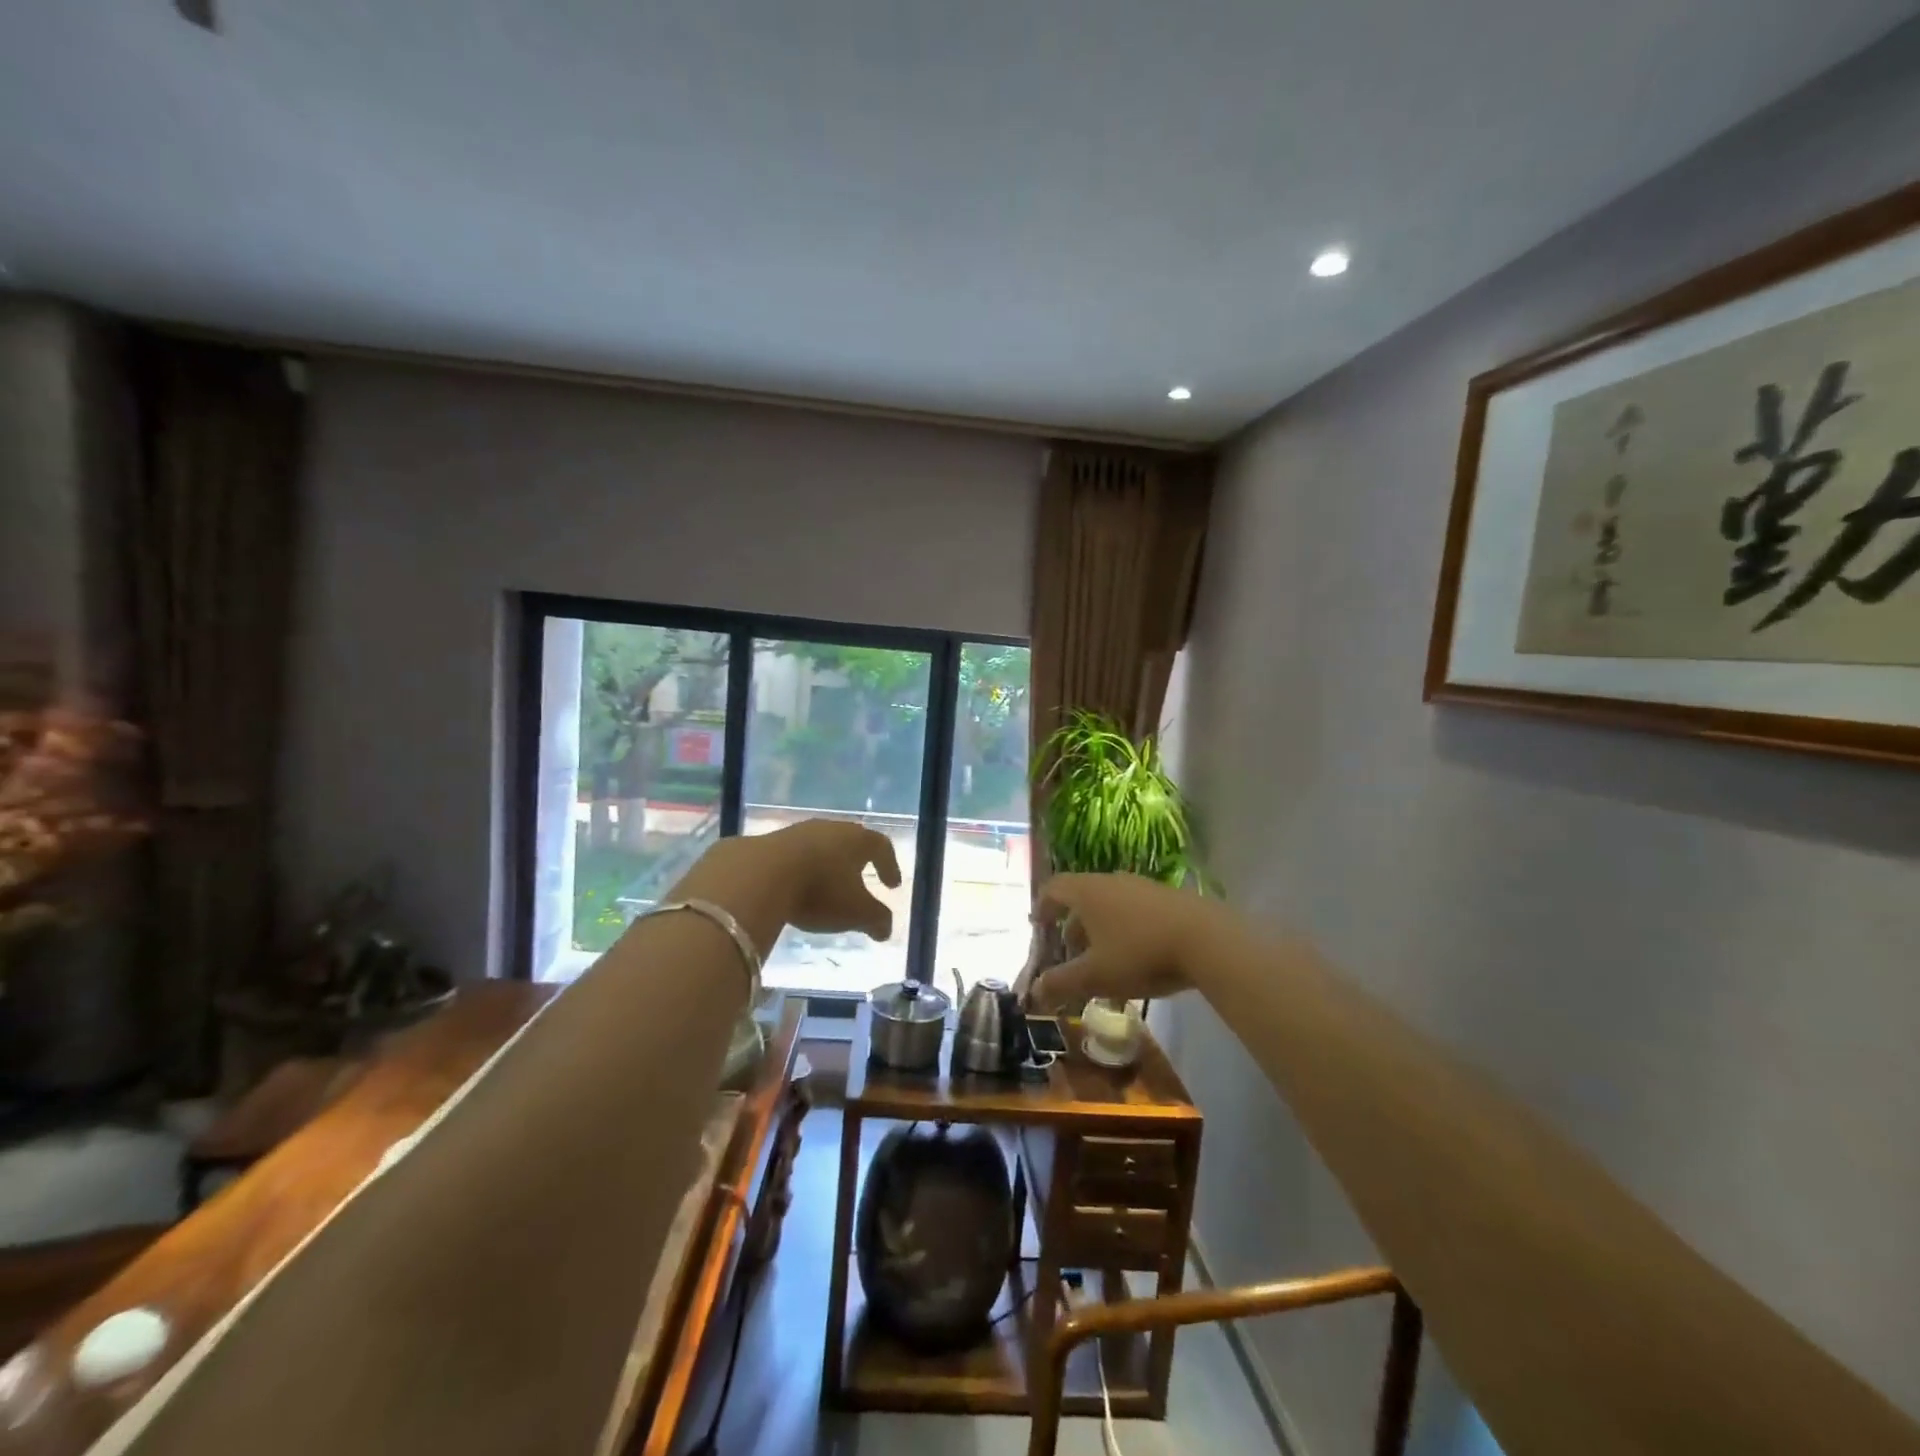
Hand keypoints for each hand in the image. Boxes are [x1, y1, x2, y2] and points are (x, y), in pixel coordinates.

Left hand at [672, 821, 902, 949]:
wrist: (759, 874)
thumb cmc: (820, 891)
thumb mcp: (856, 913)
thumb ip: (876, 920)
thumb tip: (886, 930)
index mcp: (858, 840)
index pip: (882, 846)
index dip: (890, 865)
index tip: (892, 885)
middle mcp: (831, 828)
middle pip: (851, 840)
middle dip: (858, 860)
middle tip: (862, 877)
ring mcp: (799, 832)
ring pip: (821, 845)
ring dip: (828, 863)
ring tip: (827, 884)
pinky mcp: (770, 841)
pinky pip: (795, 854)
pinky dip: (802, 868)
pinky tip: (797, 885)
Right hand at [1029, 873, 1212, 1008]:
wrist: (1207, 940)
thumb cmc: (1139, 953)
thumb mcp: (1095, 975)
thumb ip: (1061, 983)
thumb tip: (1033, 992)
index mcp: (1087, 891)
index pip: (1054, 887)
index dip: (1042, 906)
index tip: (1038, 926)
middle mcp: (1112, 881)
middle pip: (1083, 897)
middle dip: (1073, 925)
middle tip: (1071, 954)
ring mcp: (1143, 887)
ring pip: (1111, 905)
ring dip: (1101, 930)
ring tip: (1105, 961)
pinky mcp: (1169, 898)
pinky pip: (1135, 910)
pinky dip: (1126, 930)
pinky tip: (1138, 959)